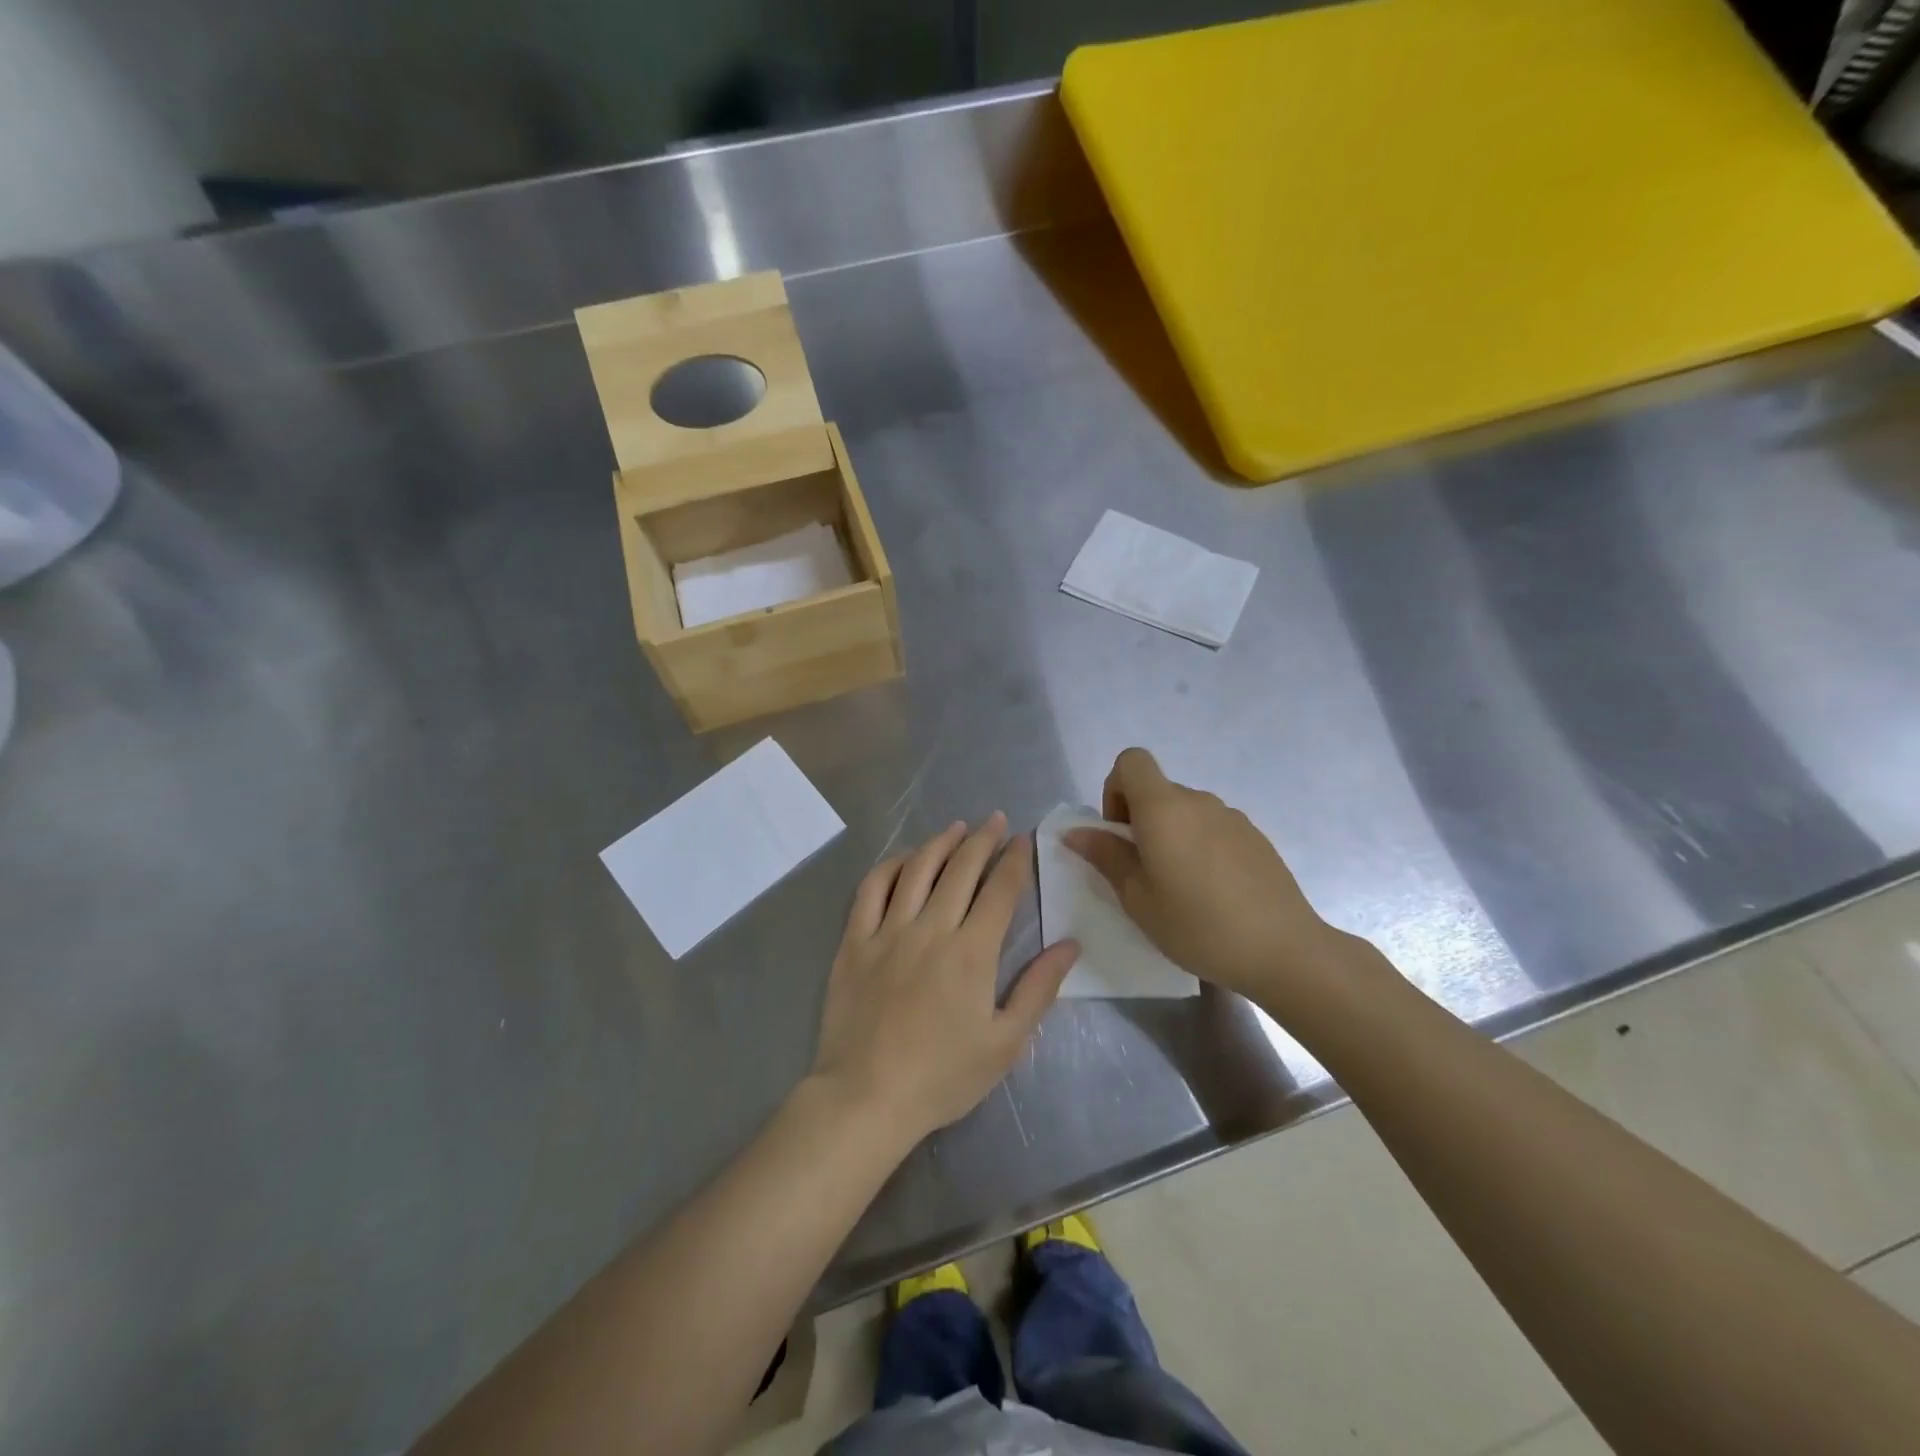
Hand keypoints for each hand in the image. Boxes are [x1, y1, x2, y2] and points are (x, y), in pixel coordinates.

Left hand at [811, 813, 1079, 1143]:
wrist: (867, 1096)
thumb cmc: (943, 1076)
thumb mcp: (1006, 1042)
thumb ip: (1039, 988)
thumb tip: (1070, 944)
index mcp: (972, 951)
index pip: (1000, 890)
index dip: (1015, 859)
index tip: (1023, 839)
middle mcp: (931, 927)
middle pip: (961, 868)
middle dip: (983, 839)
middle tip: (995, 820)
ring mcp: (888, 930)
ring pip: (917, 868)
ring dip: (940, 842)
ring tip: (957, 828)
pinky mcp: (855, 940)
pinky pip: (872, 888)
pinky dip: (891, 865)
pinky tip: (905, 858)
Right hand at [1065, 749, 1353, 1011]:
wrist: (1284, 951)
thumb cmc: (1198, 926)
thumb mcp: (1138, 899)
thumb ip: (1106, 857)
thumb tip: (1075, 832)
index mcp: (1164, 809)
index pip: (1131, 761)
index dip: (1115, 788)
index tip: (1120, 833)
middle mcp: (1199, 801)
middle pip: (1157, 789)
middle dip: (1140, 820)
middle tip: (1143, 873)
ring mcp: (1232, 817)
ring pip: (1186, 811)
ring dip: (1171, 835)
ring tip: (1179, 888)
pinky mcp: (1256, 837)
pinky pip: (1213, 828)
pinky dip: (1200, 846)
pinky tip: (1212, 892)